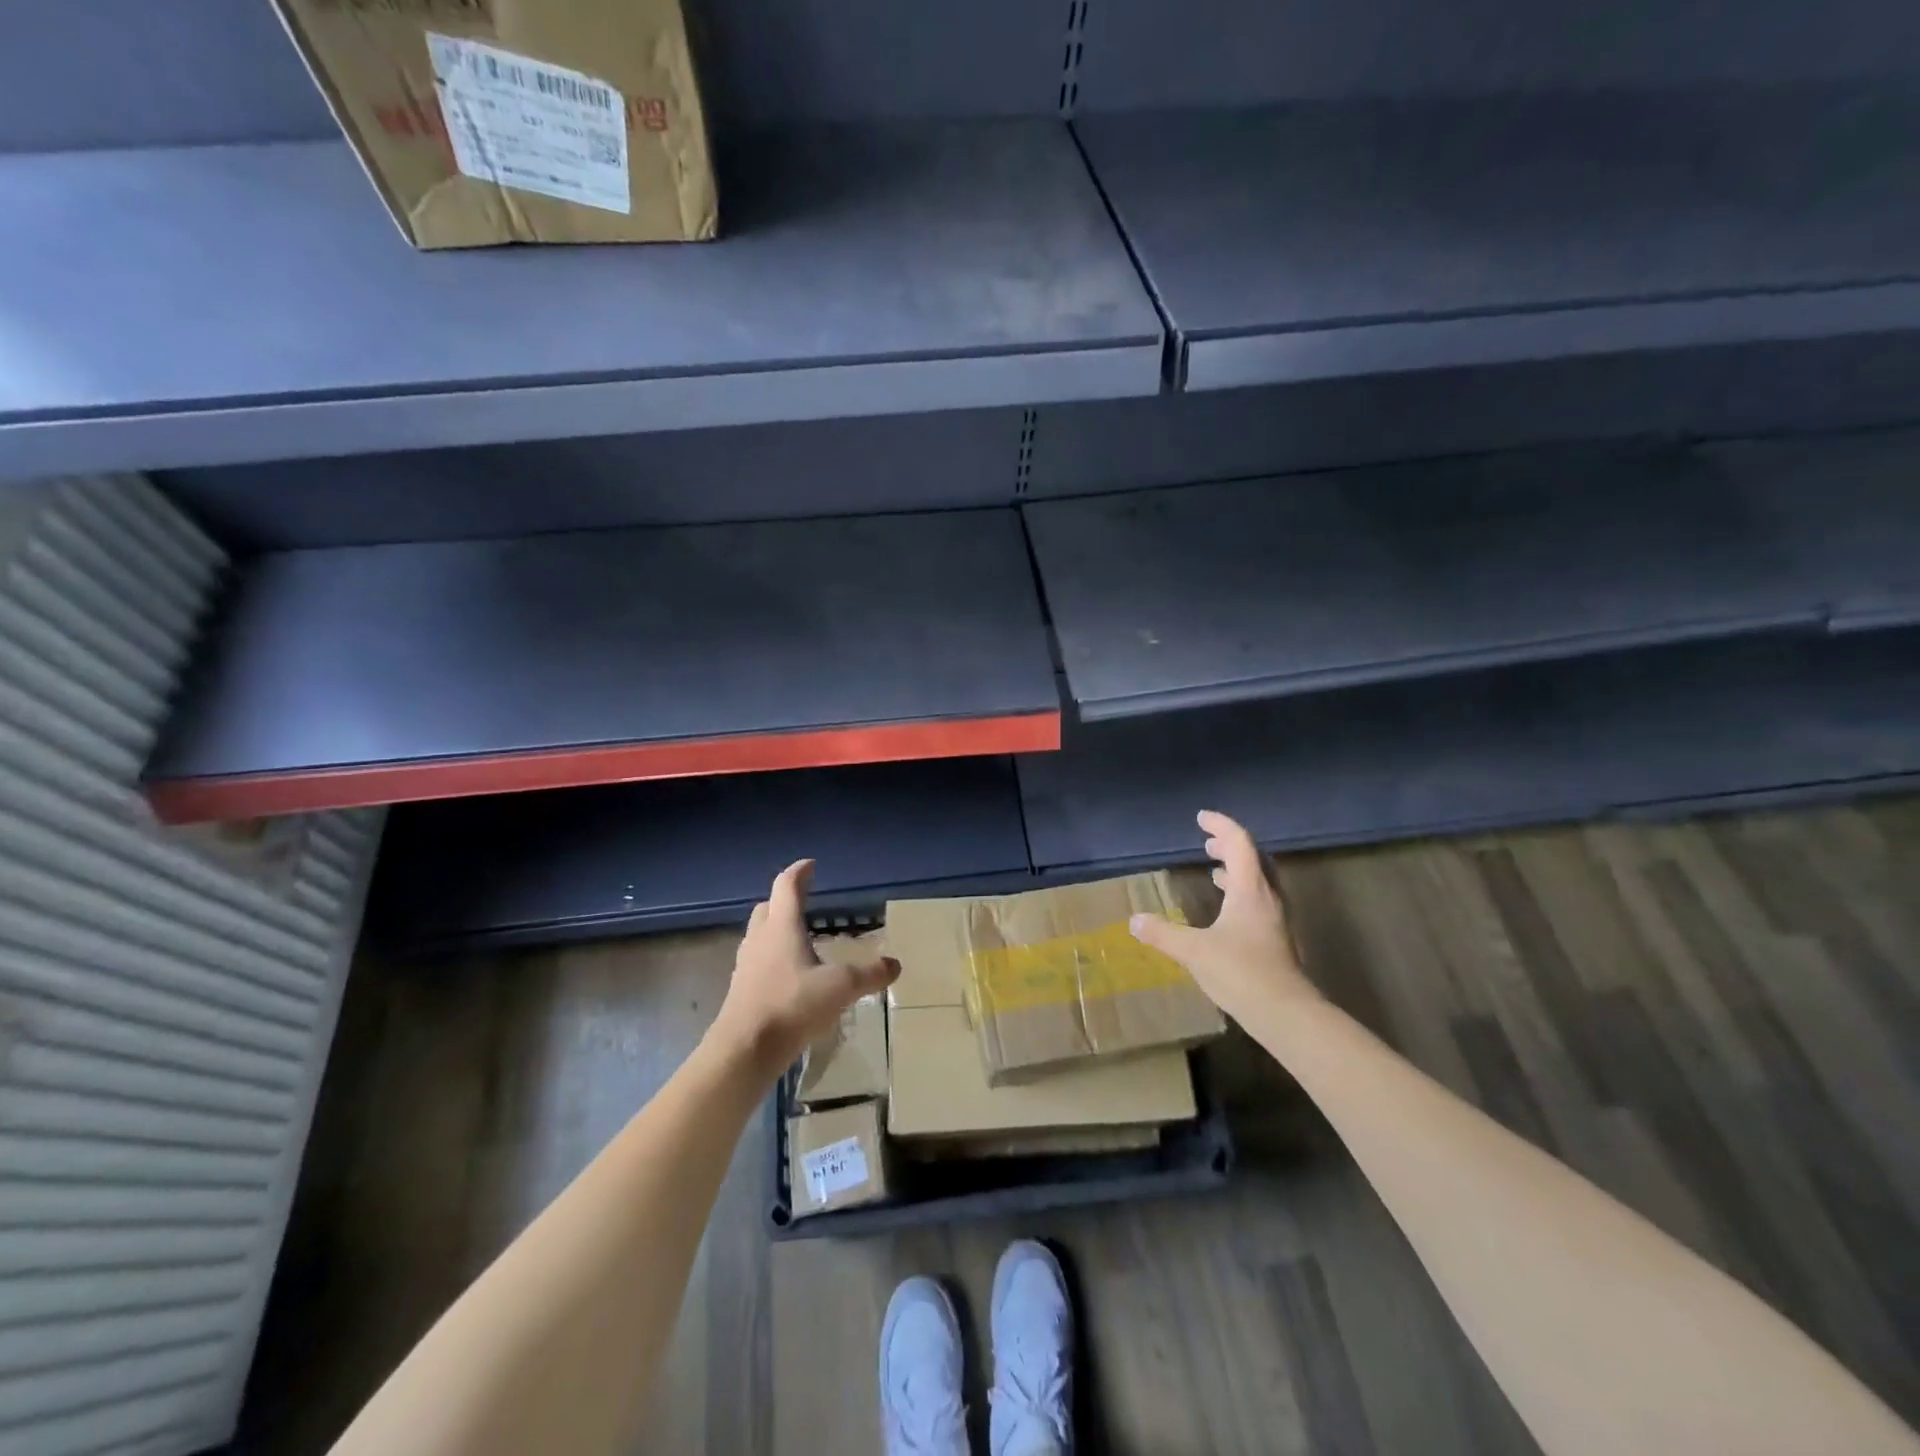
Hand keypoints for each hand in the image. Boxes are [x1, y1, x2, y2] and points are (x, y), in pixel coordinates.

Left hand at [707, 859, 898, 1083]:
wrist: (744, 1050)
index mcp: (782, 927)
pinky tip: (789, 976)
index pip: (786, 886)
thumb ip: (869, 975)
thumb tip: (895, 965)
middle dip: (784, 900)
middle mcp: (760, 939)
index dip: (799, 872)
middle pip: (767, 908)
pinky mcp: (741, 990)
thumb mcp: (840, 988)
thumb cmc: (792, 1006)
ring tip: (799, 939)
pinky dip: (772, 958)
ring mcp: (746, 965)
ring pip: (759, 935)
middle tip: (803, 901)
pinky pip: (757, 962)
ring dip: (776, 929)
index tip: (811, 865)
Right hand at [1129, 810, 1318, 1024]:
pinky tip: (1226, 910)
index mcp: (1250, 890)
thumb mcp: (1195, 951)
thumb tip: (1134, 920)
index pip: (1240, 843)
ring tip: (1214, 870)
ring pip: (1259, 881)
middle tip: (1206, 844)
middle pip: (1253, 859)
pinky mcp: (1277, 939)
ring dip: (1237, 869)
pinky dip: (1241, 892)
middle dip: (1229, 846)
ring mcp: (1276, 919)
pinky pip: (1259, 901)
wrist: (1287, 1014)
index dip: (1221, 826)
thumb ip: (1163, 934)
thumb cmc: (1242, 973)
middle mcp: (1268, 897)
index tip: (1201, 819)